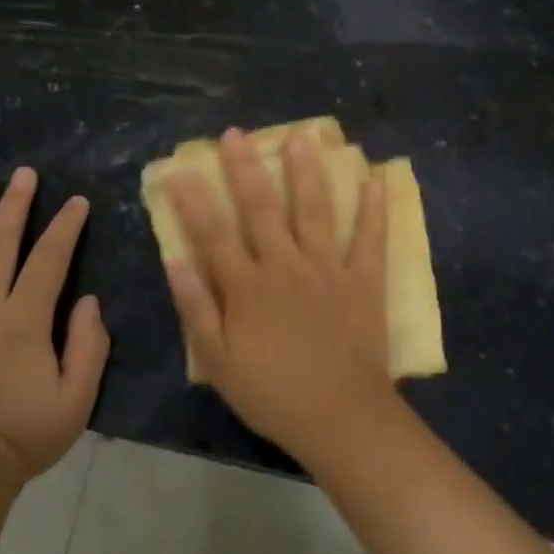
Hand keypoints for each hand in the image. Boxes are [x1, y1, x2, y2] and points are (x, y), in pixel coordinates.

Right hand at [165, 127, 394, 463]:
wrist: (340, 419)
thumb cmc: (273, 394)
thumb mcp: (219, 362)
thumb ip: (197, 308)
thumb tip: (176, 260)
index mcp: (247, 286)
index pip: (213, 233)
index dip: (194, 199)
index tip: (180, 168)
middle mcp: (285, 266)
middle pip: (261, 208)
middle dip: (246, 168)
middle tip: (236, 133)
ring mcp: (327, 269)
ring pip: (315, 210)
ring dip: (307, 171)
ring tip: (304, 136)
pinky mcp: (363, 280)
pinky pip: (370, 238)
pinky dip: (374, 208)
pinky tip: (378, 177)